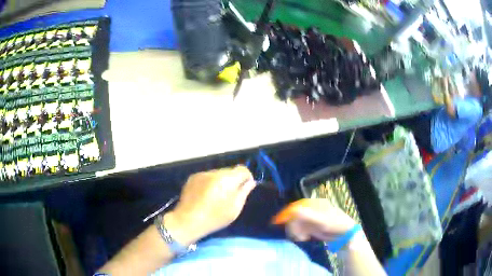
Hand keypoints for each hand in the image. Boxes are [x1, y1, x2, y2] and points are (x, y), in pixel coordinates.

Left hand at [164, 166, 254, 244]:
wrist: (187, 220)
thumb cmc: (214, 217)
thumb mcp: (235, 208)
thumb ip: (244, 192)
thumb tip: (250, 182)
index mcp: (226, 179)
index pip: (242, 169)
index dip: (247, 177)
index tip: (245, 188)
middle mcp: (214, 172)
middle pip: (229, 171)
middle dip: (233, 180)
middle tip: (231, 195)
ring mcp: (201, 174)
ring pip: (217, 174)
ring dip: (221, 181)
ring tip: (217, 196)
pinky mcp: (192, 178)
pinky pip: (207, 177)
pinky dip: (210, 183)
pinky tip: (206, 195)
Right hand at [276, 199, 355, 241]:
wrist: (345, 236)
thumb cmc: (336, 225)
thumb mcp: (322, 221)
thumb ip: (307, 216)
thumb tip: (292, 211)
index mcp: (316, 204)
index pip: (298, 206)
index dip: (287, 212)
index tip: (278, 221)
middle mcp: (313, 210)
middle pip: (296, 215)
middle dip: (293, 225)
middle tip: (294, 235)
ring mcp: (312, 218)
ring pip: (297, 223)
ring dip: (295, 230)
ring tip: (300, 238)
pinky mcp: (312, 227)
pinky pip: (301, 229)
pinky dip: (299, 233)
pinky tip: (303, 238)